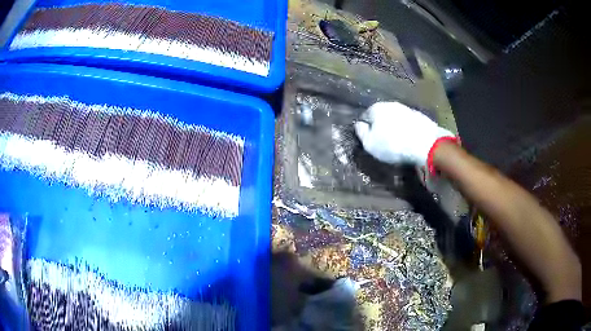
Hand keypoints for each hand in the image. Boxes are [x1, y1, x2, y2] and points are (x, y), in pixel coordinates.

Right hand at [354, 102, 452, 166]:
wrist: (425, 143)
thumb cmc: (392, 144)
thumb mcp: (369, 144)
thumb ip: (361, 133)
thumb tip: (359, 125)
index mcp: (375, 108)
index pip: (365, 116)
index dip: (366, 128)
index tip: (369, 139)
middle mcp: (390, 104)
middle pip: (381, 115)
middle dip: (380, 125)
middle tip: (383, 141)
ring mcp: (406, 109)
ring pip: (395, 118)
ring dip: (394, 126)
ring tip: (397, 141)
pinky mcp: (419, 116)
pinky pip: (407, 122)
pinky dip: (406, 129)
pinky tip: (408, 140)